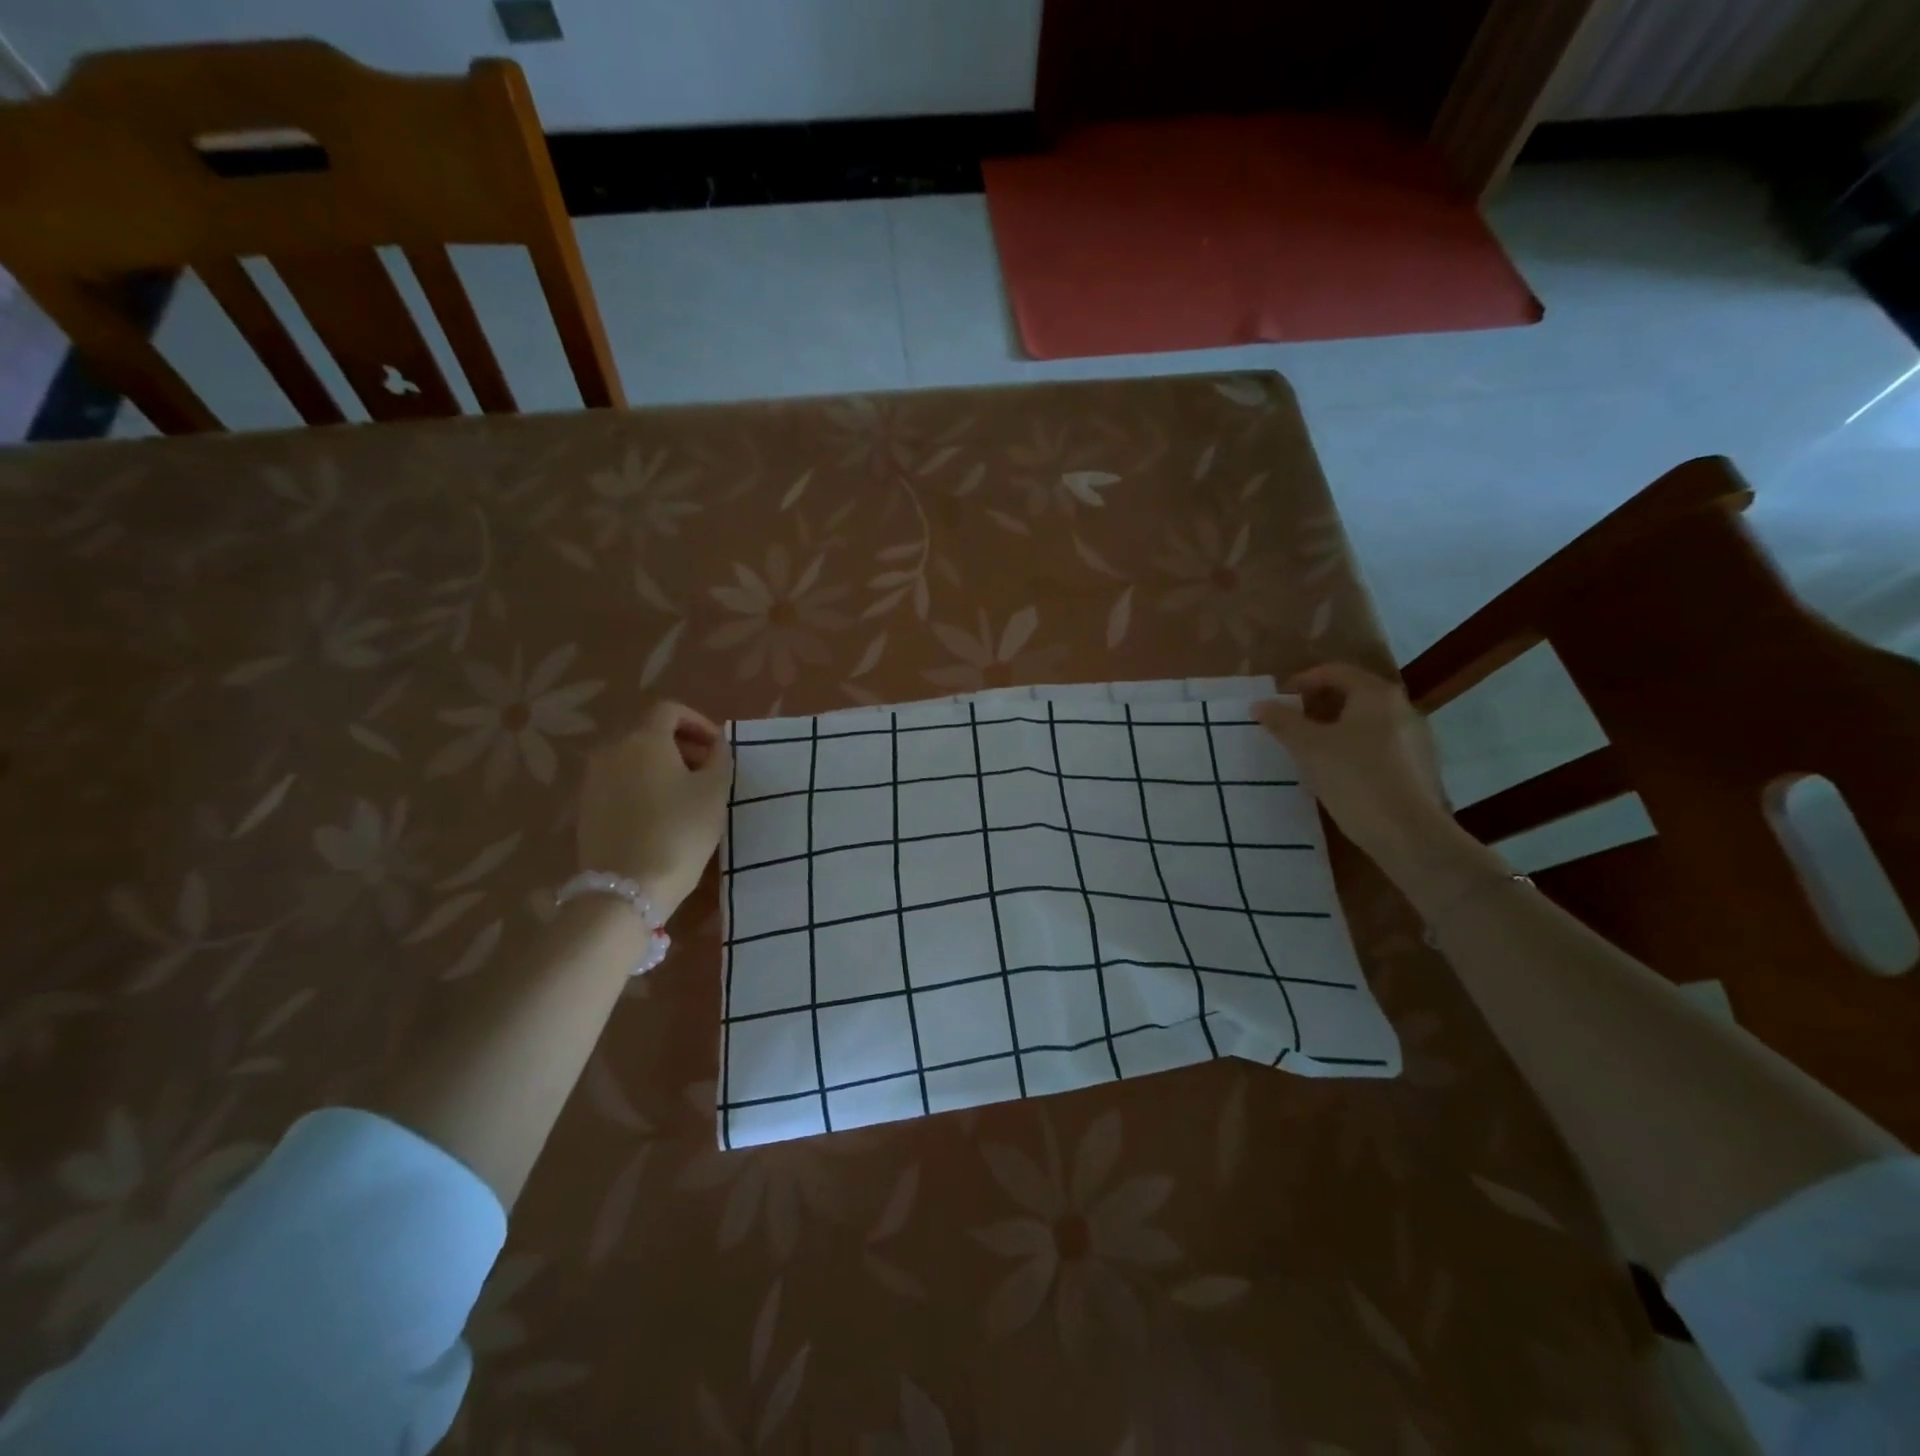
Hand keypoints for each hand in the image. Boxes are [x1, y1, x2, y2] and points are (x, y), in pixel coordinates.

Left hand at [577, 702, 732, 918]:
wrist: (626, 888)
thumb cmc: (679, 832)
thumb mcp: (714, 792)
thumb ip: (720, 758)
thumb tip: (715, 744)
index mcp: (643, 739)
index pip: (669, 710)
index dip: (698, 722)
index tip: (718, 748)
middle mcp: (611, 750)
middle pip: (648, 732)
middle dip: (681, 745)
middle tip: (707, 771)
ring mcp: (593, 780)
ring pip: (632, 759)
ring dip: (661, 767)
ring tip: (687, 795)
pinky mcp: (586, 808)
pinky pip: (620, 783)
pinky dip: (642, 786)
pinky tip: (661, 815)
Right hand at [1255, 664, 1449, 861]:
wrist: (1408, 833)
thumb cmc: (1354, 779)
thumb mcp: (1308, 748)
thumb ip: (1283, 722)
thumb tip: (1260, 704)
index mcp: (1376, 695)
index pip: (1335, 672)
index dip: (1303, 681)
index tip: (1279, 699)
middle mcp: (1402, 708)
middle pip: (1354, 695)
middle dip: (1319, 706)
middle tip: (1291, 723)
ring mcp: (1416, 739)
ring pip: (1367, 722)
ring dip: (1336, 728)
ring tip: (1310, 750)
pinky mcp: (1419, 767)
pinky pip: (1379, 746)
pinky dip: (1355, 749)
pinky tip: (1338, 773)